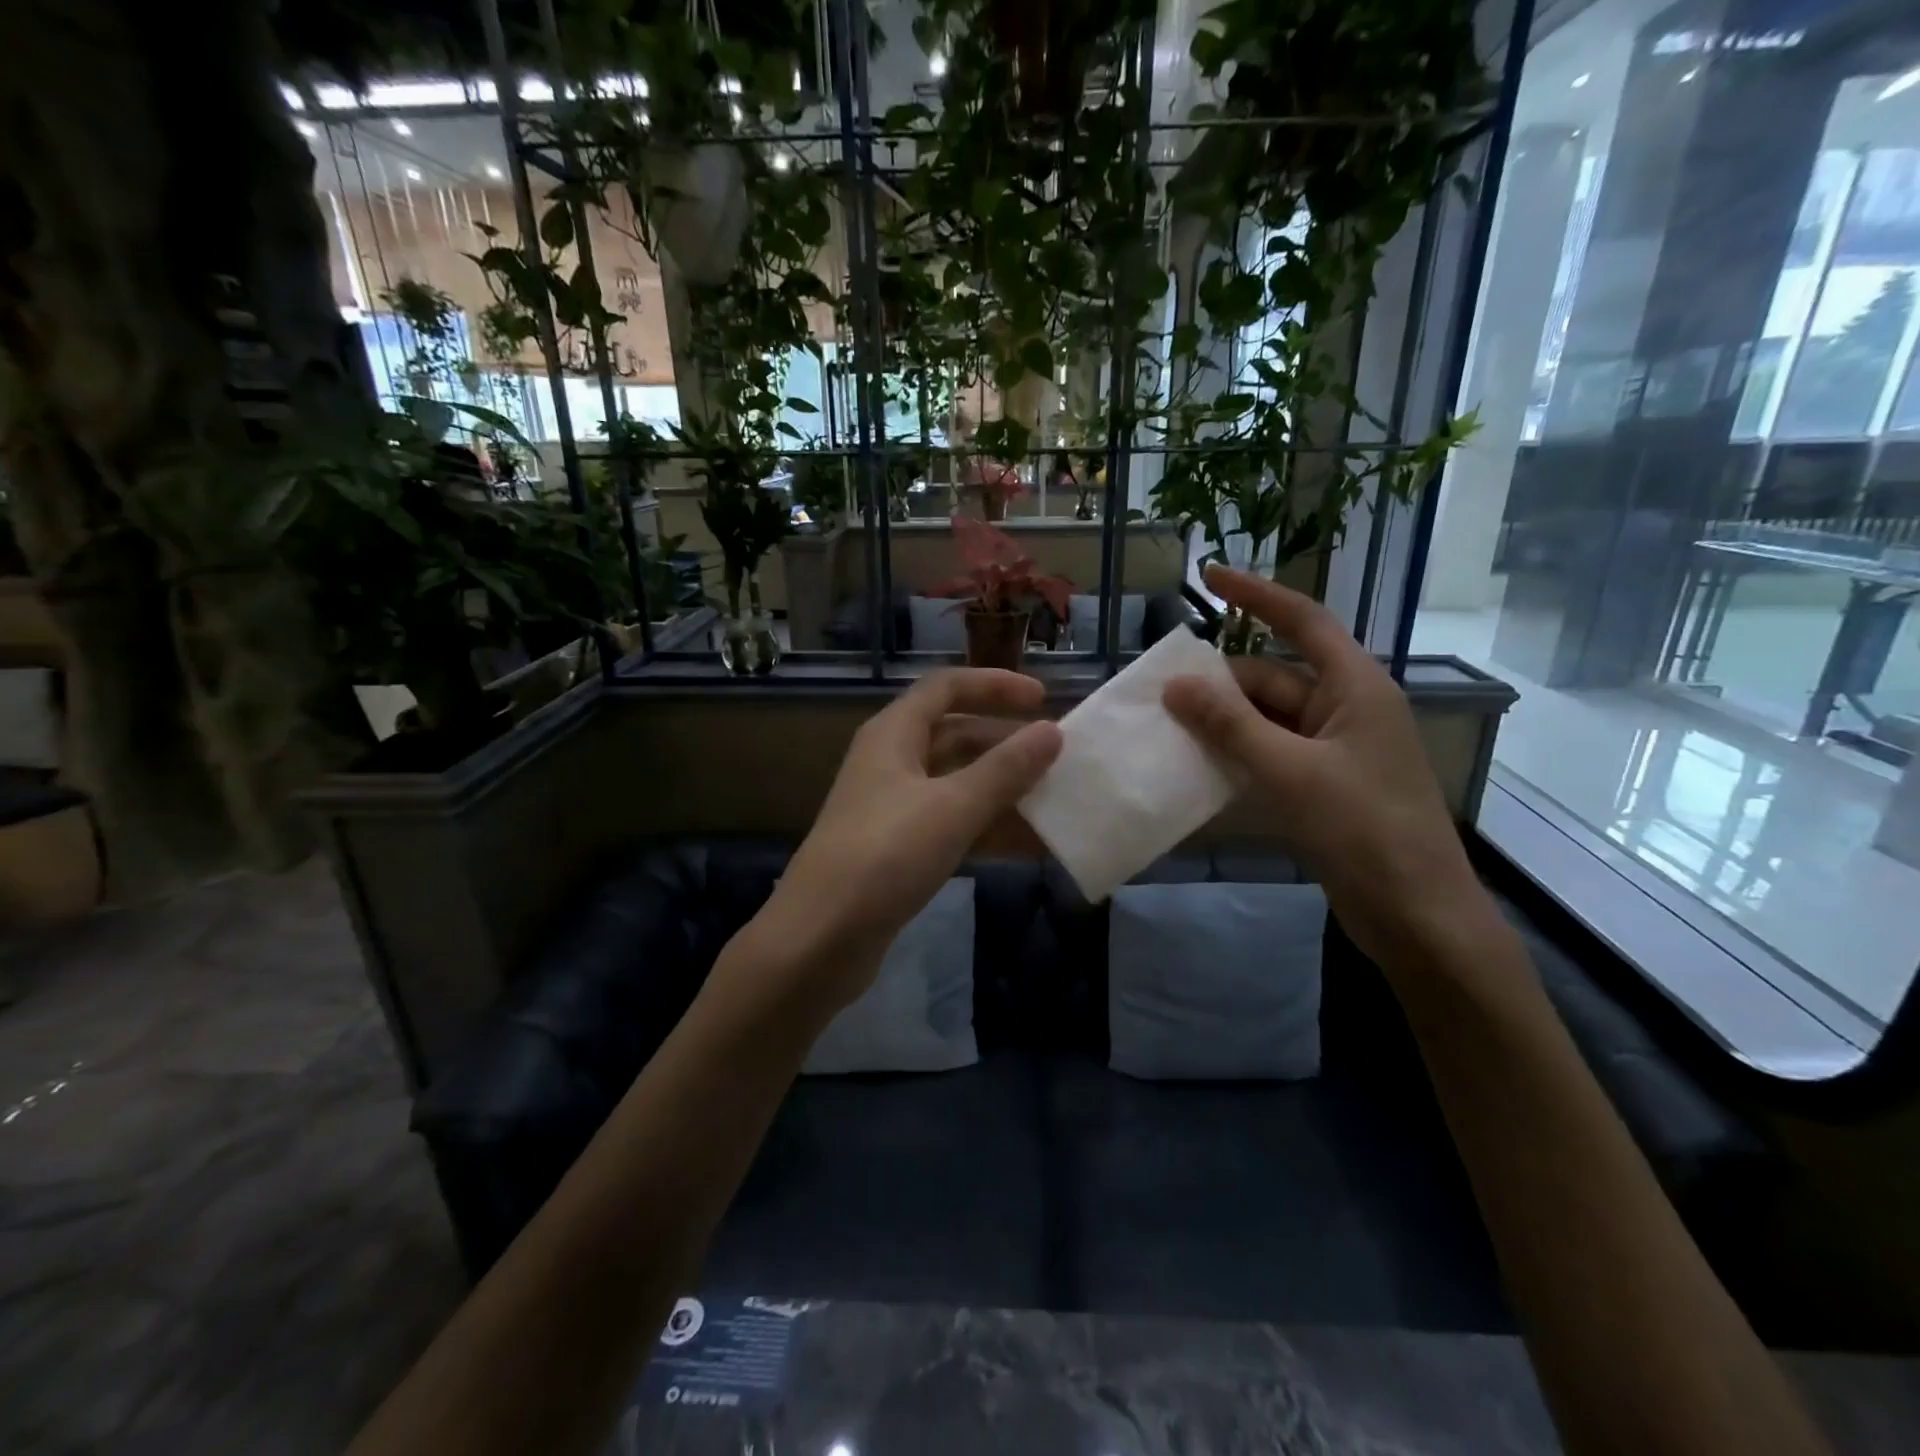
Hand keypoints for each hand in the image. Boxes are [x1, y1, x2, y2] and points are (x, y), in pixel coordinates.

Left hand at [760, 670, 1061, 1009]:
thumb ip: (1005, 769)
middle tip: (1058, 758)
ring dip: (1004, 791)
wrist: (820, 938)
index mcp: (894, 734)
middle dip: (1007, 744)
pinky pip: (952, 824)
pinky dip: (988, 829)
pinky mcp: (898, 849)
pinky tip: (1030, 846)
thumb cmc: (885, 856)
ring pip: (958, 784)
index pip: (947, 687)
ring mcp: (893, 807)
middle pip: (956, 735)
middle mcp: (892, 761)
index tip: (1043, 700)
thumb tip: (1051, 732)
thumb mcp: (952, 807)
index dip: (995, 685)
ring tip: (1056, 802)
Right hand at [1163, 564, 1485, 970]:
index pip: (1302, 621)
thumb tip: (1176, 685)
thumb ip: (1230, 725)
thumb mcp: (1290, 771)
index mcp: (1355, 687)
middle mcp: (1345, 708)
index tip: (1208, 577)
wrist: (1415, 914)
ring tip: (1165, 726)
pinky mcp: (1323, 785)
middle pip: (1272, 677)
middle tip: (1159, 693)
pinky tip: (1196, 764)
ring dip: (1221, 722)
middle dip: (1219, 682)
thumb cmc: (1363, 829)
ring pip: (1266, 719)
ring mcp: (1334, 749)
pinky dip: (1235, 754)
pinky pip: (1269, 753)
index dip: (1256, 594)